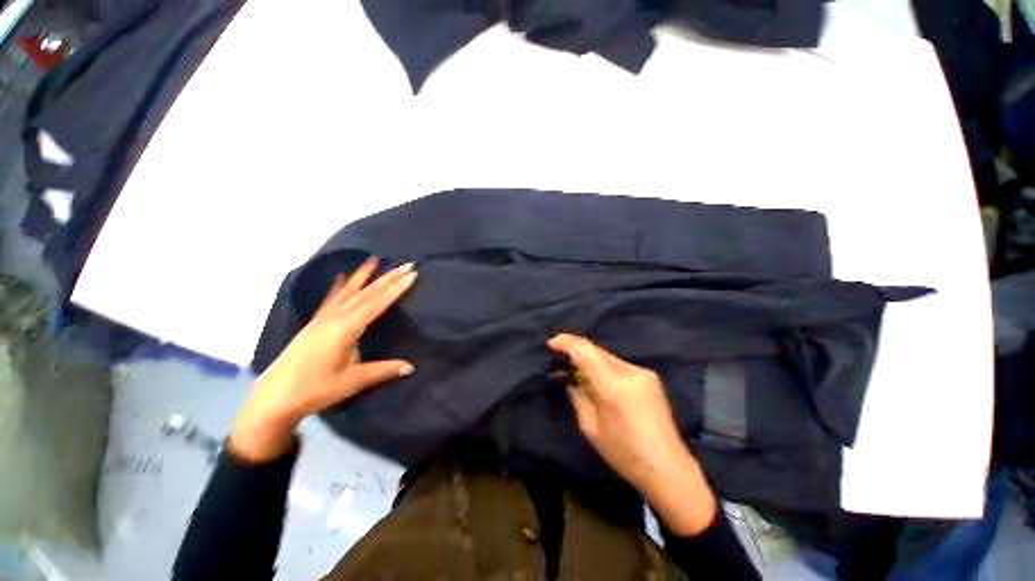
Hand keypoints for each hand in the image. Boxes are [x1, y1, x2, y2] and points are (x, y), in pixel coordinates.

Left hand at [230, 259, 416, 461]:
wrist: (273, 398)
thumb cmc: (315, 389)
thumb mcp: (353, 381)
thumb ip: (384, 370)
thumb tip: (411, 366)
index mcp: (346, 328)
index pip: (377, 303)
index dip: (396, 288)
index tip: (412, 274)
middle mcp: (335, 317)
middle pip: (366, 293)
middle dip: (388, 278)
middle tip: (406, 265)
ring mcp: (323, 318)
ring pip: (349, 291)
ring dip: (364, 275)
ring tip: (375, 259)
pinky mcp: (315, 322)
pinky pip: (331, 298)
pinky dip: (339, 285)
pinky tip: (342, 276)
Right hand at [548, 333, 716, 534]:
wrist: (669, 468)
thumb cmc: (625, 454)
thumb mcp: (590, 427)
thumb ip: (578, 395)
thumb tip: (571, 377)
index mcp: (614, 387)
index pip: (586, 351)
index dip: (566, 342)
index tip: (550, 343)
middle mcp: (631, 372)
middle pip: (596, 350)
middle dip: (576, 350)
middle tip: (559, 358)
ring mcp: (643, 372)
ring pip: (607, 355)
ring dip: (590, 359)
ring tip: (577, 371)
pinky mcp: (650, 376)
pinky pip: (618, 364)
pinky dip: (603, 366)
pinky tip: (598, 379)